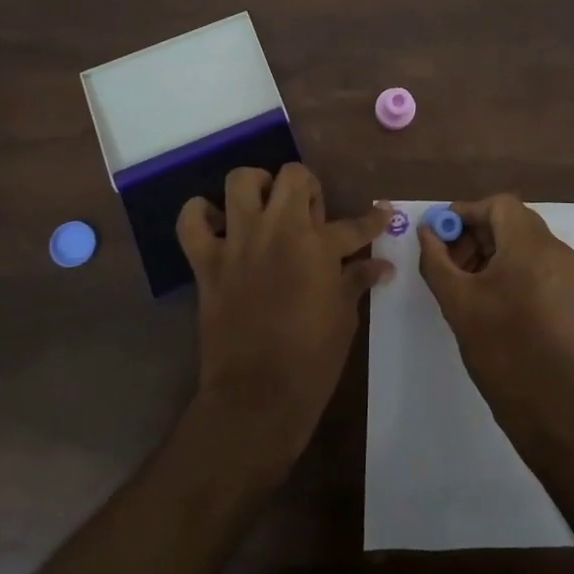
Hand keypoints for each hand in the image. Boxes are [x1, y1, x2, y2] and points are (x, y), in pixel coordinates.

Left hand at [176, 165, 392, 469]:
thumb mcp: (344, 317)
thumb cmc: (311, 360)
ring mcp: (238, 243)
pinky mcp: (207, 262)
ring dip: (256, 186)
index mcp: (317, 246)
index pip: (354, 224)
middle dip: (307, 186)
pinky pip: (191, 221)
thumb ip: (357, 280)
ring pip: (241, 181)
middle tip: (310, 213)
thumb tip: (381, 266)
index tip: (381, 213)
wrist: (256, 397)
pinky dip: (200, 214)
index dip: (373, 219)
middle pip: (293, 176)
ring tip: (265, 207)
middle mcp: (278, 231)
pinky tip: (217, 223)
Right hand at [417, 195, 573, 431]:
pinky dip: (507, 265)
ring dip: (489, 249)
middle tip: (447, 258)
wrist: (548, 403)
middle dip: (475, 233)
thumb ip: (436, 258)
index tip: (440, 233)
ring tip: (461, 278)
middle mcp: (554, 249)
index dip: (466, 213)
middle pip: (510, 221)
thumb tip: (426, 231)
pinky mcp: (566, 293)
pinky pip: (533, 261)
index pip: (498, 205)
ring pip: (521, 241)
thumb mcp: (456, 299)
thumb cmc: (499, 345)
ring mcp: (564, 272)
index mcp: (531, 244)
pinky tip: (483, 293)